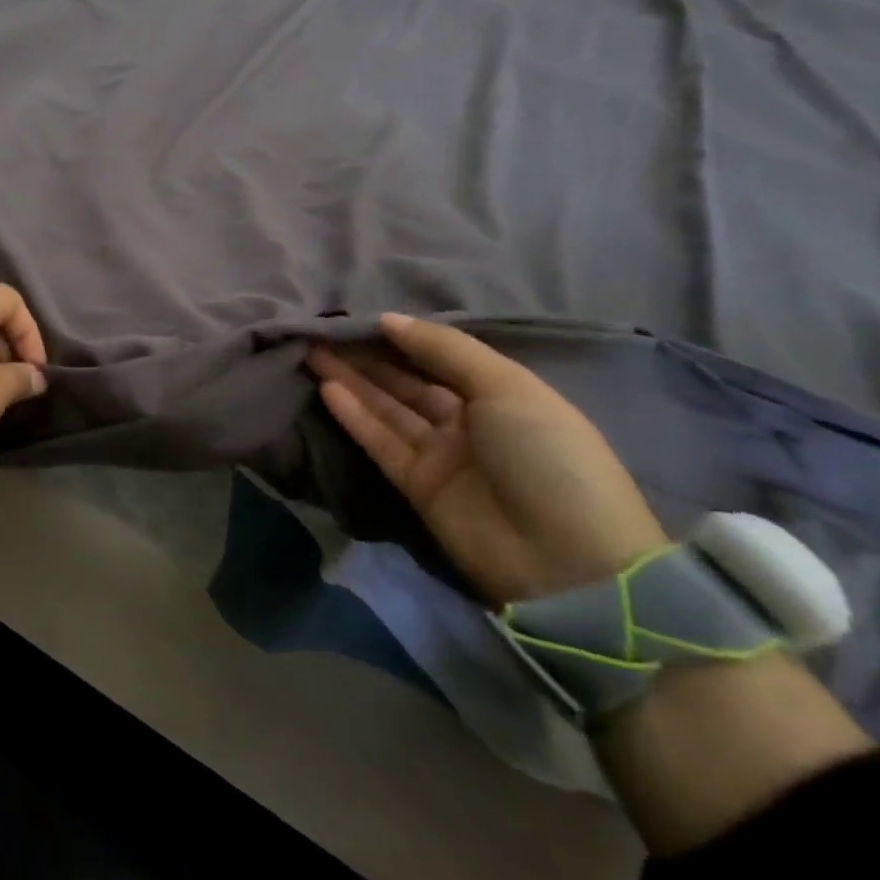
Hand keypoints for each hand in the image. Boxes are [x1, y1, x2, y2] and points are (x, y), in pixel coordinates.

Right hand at [307, 313, 667, 604]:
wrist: (566, 561)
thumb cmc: (546, 456)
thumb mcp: (507, 388)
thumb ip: (445, 350)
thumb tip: (389, 320)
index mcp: (502, 394)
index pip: (442, 357)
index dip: (403, 338)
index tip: (360, 318)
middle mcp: (469, 422)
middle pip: (408, 381)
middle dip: (369, 357)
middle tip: (324, 333)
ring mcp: (441, 455)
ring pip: (388, 409)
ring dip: (353, 381)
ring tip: (313, 353)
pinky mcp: (416, 485)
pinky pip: (380, 441)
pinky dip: (355, 416)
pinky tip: (328, 389)